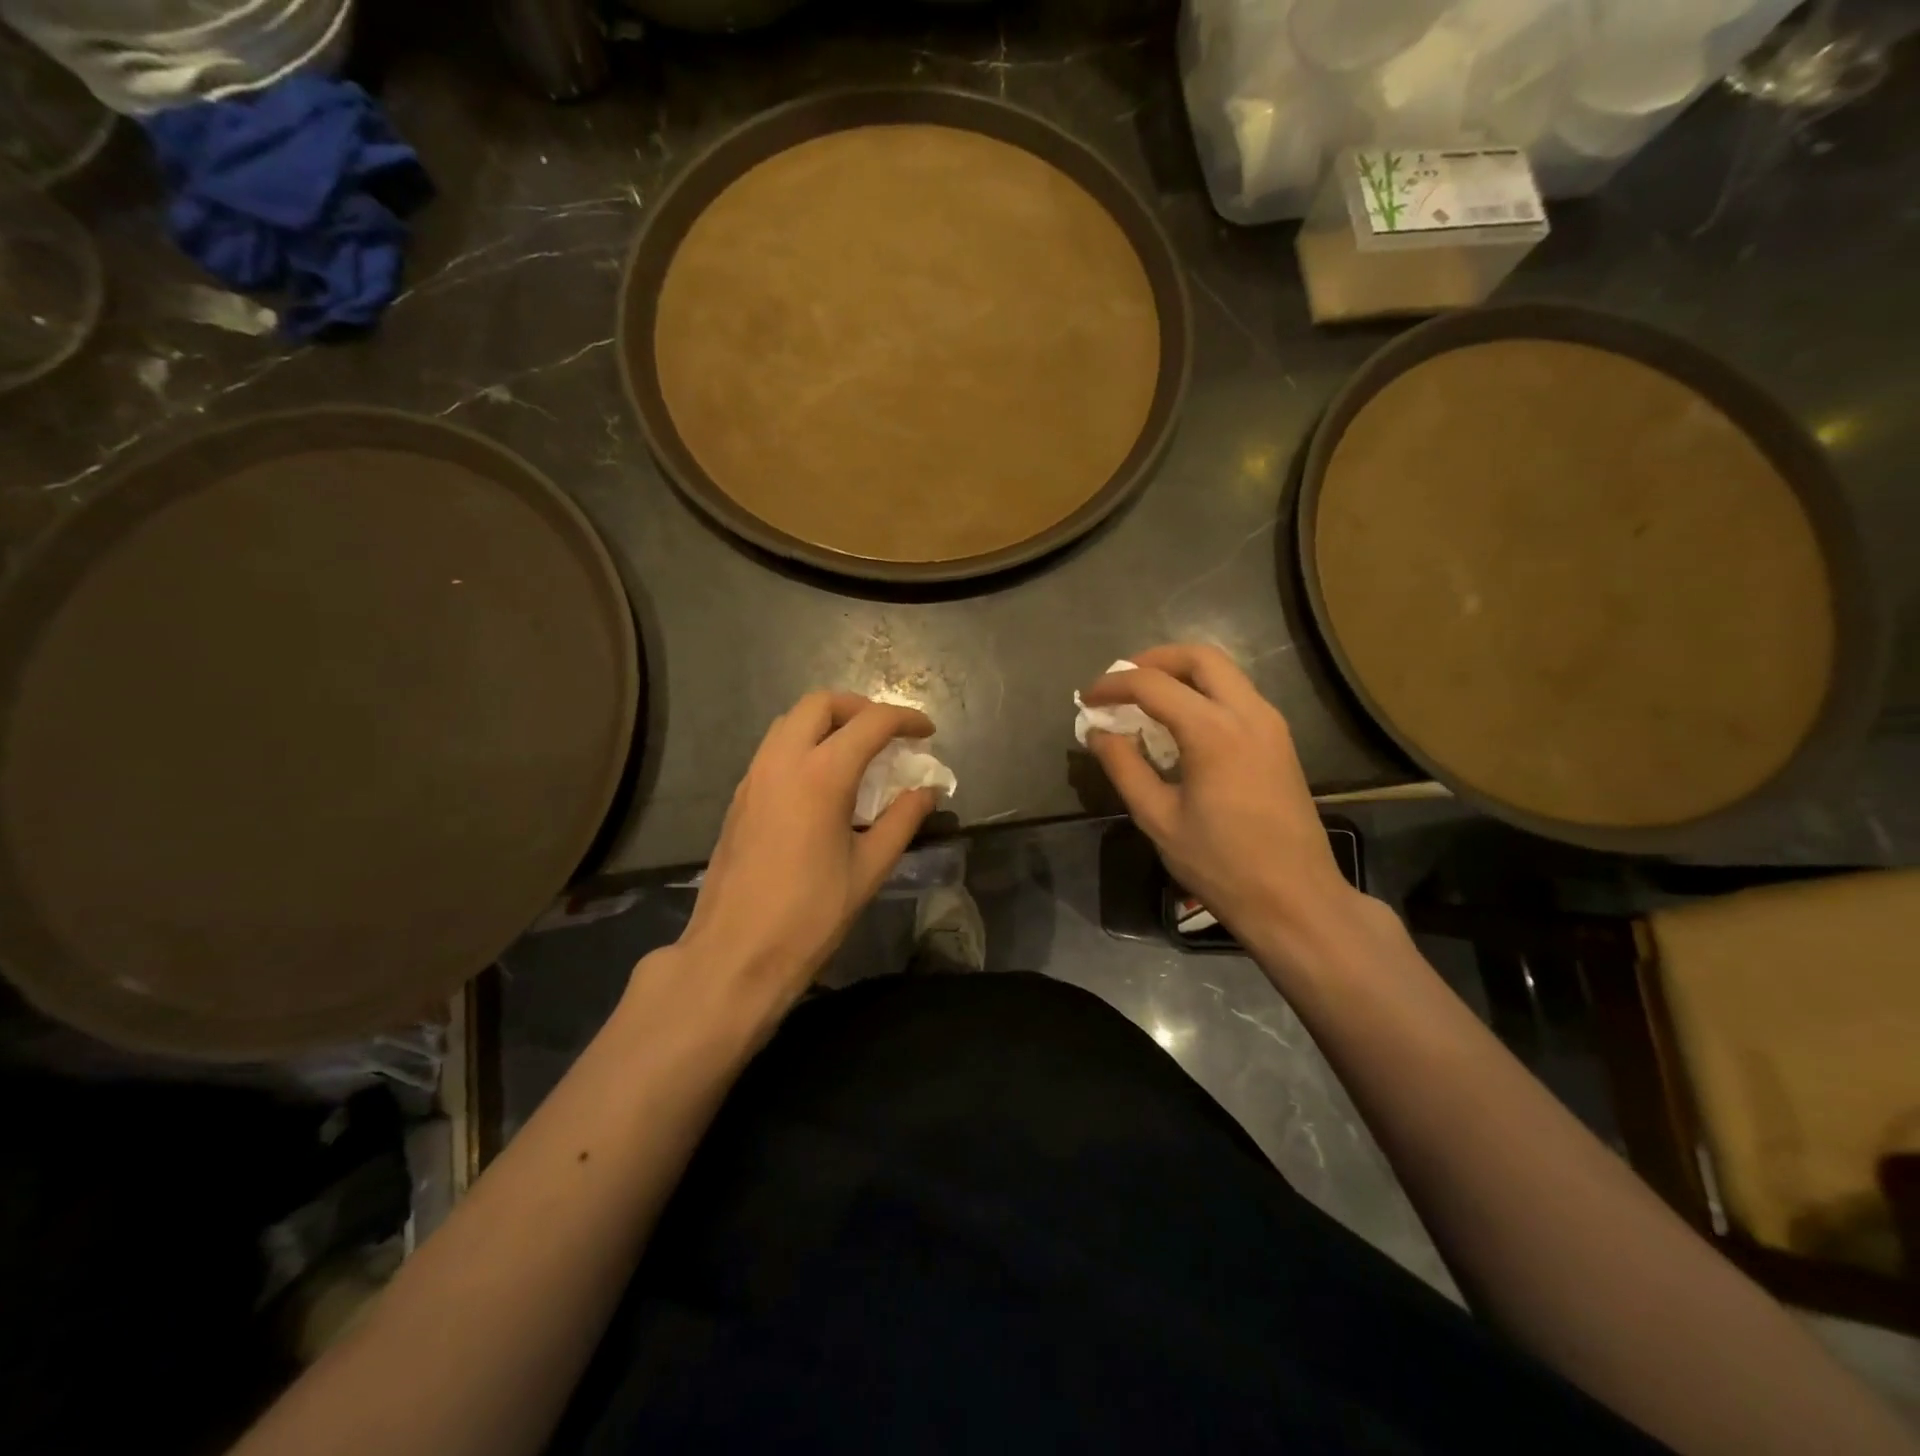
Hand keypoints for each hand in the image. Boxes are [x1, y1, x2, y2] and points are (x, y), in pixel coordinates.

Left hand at [669, 691, 938, 1020]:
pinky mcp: (738, 798)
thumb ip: (902, 821)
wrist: (735, 953)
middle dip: (860, 708)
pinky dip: (803, 745)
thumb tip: (925, 792)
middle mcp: (782, 762)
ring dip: (827, 723)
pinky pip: (774, 749)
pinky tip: (822, 783)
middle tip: (887, 735)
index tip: (927, 733)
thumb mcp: (869, 868)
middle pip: (820, 704)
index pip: (871, 723)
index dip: (905, 720)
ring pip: (790, 722)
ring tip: (857, 754)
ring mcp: (753, 777)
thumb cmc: (810, 915)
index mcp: (821, 775)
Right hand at [1080, 645, 1367, 969]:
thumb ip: (1124, 767)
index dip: (1113, 685)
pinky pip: (1237, 695)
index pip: (1153, 685)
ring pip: (1223, 672)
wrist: (1294, 898)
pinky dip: (1203, 693)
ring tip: (1145, 700)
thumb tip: (1099, 733)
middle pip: (1199, 657)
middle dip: (1153, 660)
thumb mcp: (1158, 818)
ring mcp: (1271, 724)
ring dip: (1181, 674)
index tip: (1088, 700)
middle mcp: (1248, 713)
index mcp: (1214, 731)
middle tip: (1121, 681)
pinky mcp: (1279, 740)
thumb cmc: (1220, 864)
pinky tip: (1180, 724)